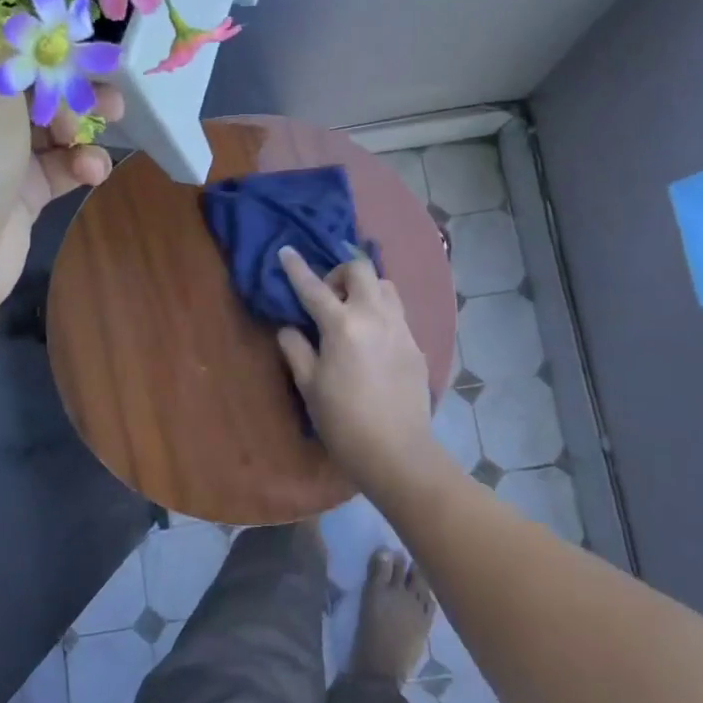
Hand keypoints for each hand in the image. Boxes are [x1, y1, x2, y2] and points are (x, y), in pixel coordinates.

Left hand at [0, 38, 119, 322]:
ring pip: (50, 121)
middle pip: (30, 77)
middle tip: (107, 79)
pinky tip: (93, 170)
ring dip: (83, 121)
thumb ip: (14, 35)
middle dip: (72, 76)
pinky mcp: (20, 192)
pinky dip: (80, 164)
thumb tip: (34, 1)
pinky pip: (59, 166)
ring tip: (112, 121)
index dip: (35, 24)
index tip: (77, 22)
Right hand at [276, 246, 433, 484]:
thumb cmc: (344, 422)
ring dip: (365, 289)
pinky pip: (397, 312)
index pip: (314, 288)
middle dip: (340, 273)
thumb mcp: (309, 386)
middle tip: (328, 297)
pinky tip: (372, 339)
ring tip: (352, 313)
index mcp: (342, 325)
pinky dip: (381, 312)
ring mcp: (401, 328)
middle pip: (360, 270)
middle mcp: (375, 316)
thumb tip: (289, 328)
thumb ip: (296, 349)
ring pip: (385, 286)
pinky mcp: (416, 344)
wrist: (397, 452)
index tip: (286, 251)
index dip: (296, 268)